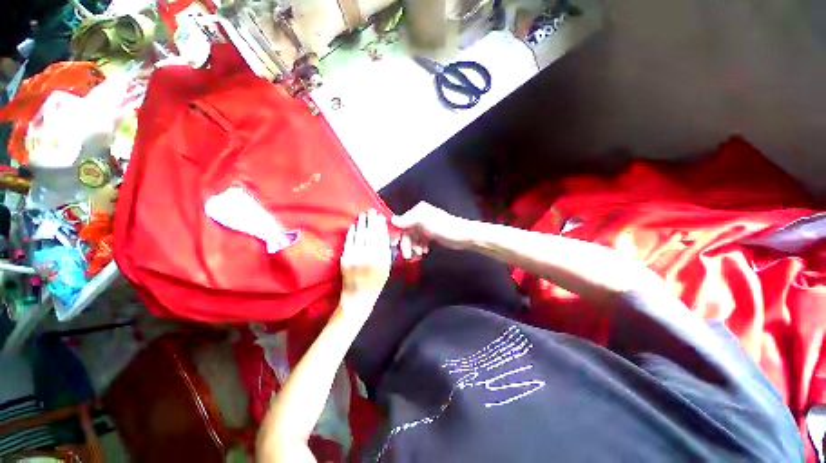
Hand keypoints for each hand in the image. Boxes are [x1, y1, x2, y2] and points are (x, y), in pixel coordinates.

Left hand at [340, 209, 391, 305]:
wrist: (358, 295)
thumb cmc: (376, 282)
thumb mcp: (386, 268)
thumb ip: (387, 251)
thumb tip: (385, 235)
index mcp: (381, 258)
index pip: (381, 237)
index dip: (380, 226)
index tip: (381, 217)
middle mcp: (369, 255)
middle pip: (370, 233)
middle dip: (371, 221)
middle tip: (371, 211)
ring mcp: (355, 256)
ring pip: (359, 235)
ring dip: (361, 223)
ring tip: (363, 214)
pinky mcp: (345, 258)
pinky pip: (349, 242)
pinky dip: (352, 232)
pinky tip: (354, 226)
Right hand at [390, 202, 471, 259]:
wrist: (463, 236)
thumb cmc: (444, 227)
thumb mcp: (425, 221)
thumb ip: (408, 220)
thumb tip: (392, 219)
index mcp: (419, 211)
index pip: (402, 222)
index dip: (399, 234)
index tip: (396, 245)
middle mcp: (421, 217)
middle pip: (407, 232)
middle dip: (407, 244)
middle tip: (407, 256)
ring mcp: (426, 227)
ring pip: (413, 238)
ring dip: (414, 247)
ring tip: (418, 254)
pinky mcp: (431, 235)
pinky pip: (420, 241)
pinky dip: (420, 247)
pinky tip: (424, 252)